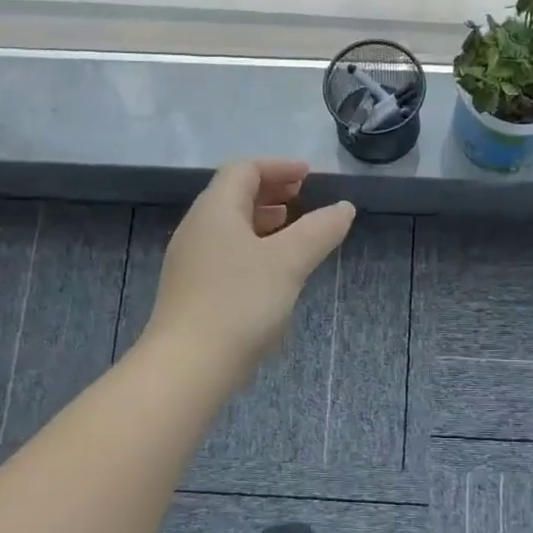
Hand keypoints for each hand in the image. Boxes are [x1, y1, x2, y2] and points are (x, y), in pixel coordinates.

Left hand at [145, 160, 354, 381]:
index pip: (244, 169)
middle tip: (303, 197)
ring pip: (229, 226)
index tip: (309, 176)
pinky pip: (225, 252)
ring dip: (262, 220)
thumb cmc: (239, 303)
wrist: (187, 366)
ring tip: (292, 229)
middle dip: (271, 191)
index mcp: (215, 210)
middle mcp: (197, 228)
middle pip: (233, 194)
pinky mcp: (192, 290)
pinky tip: (272, 270)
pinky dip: (252, 246)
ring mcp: (190, 261)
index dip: (279, 167)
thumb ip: (319, 230)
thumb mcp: (288, 262)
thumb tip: (344, 207)